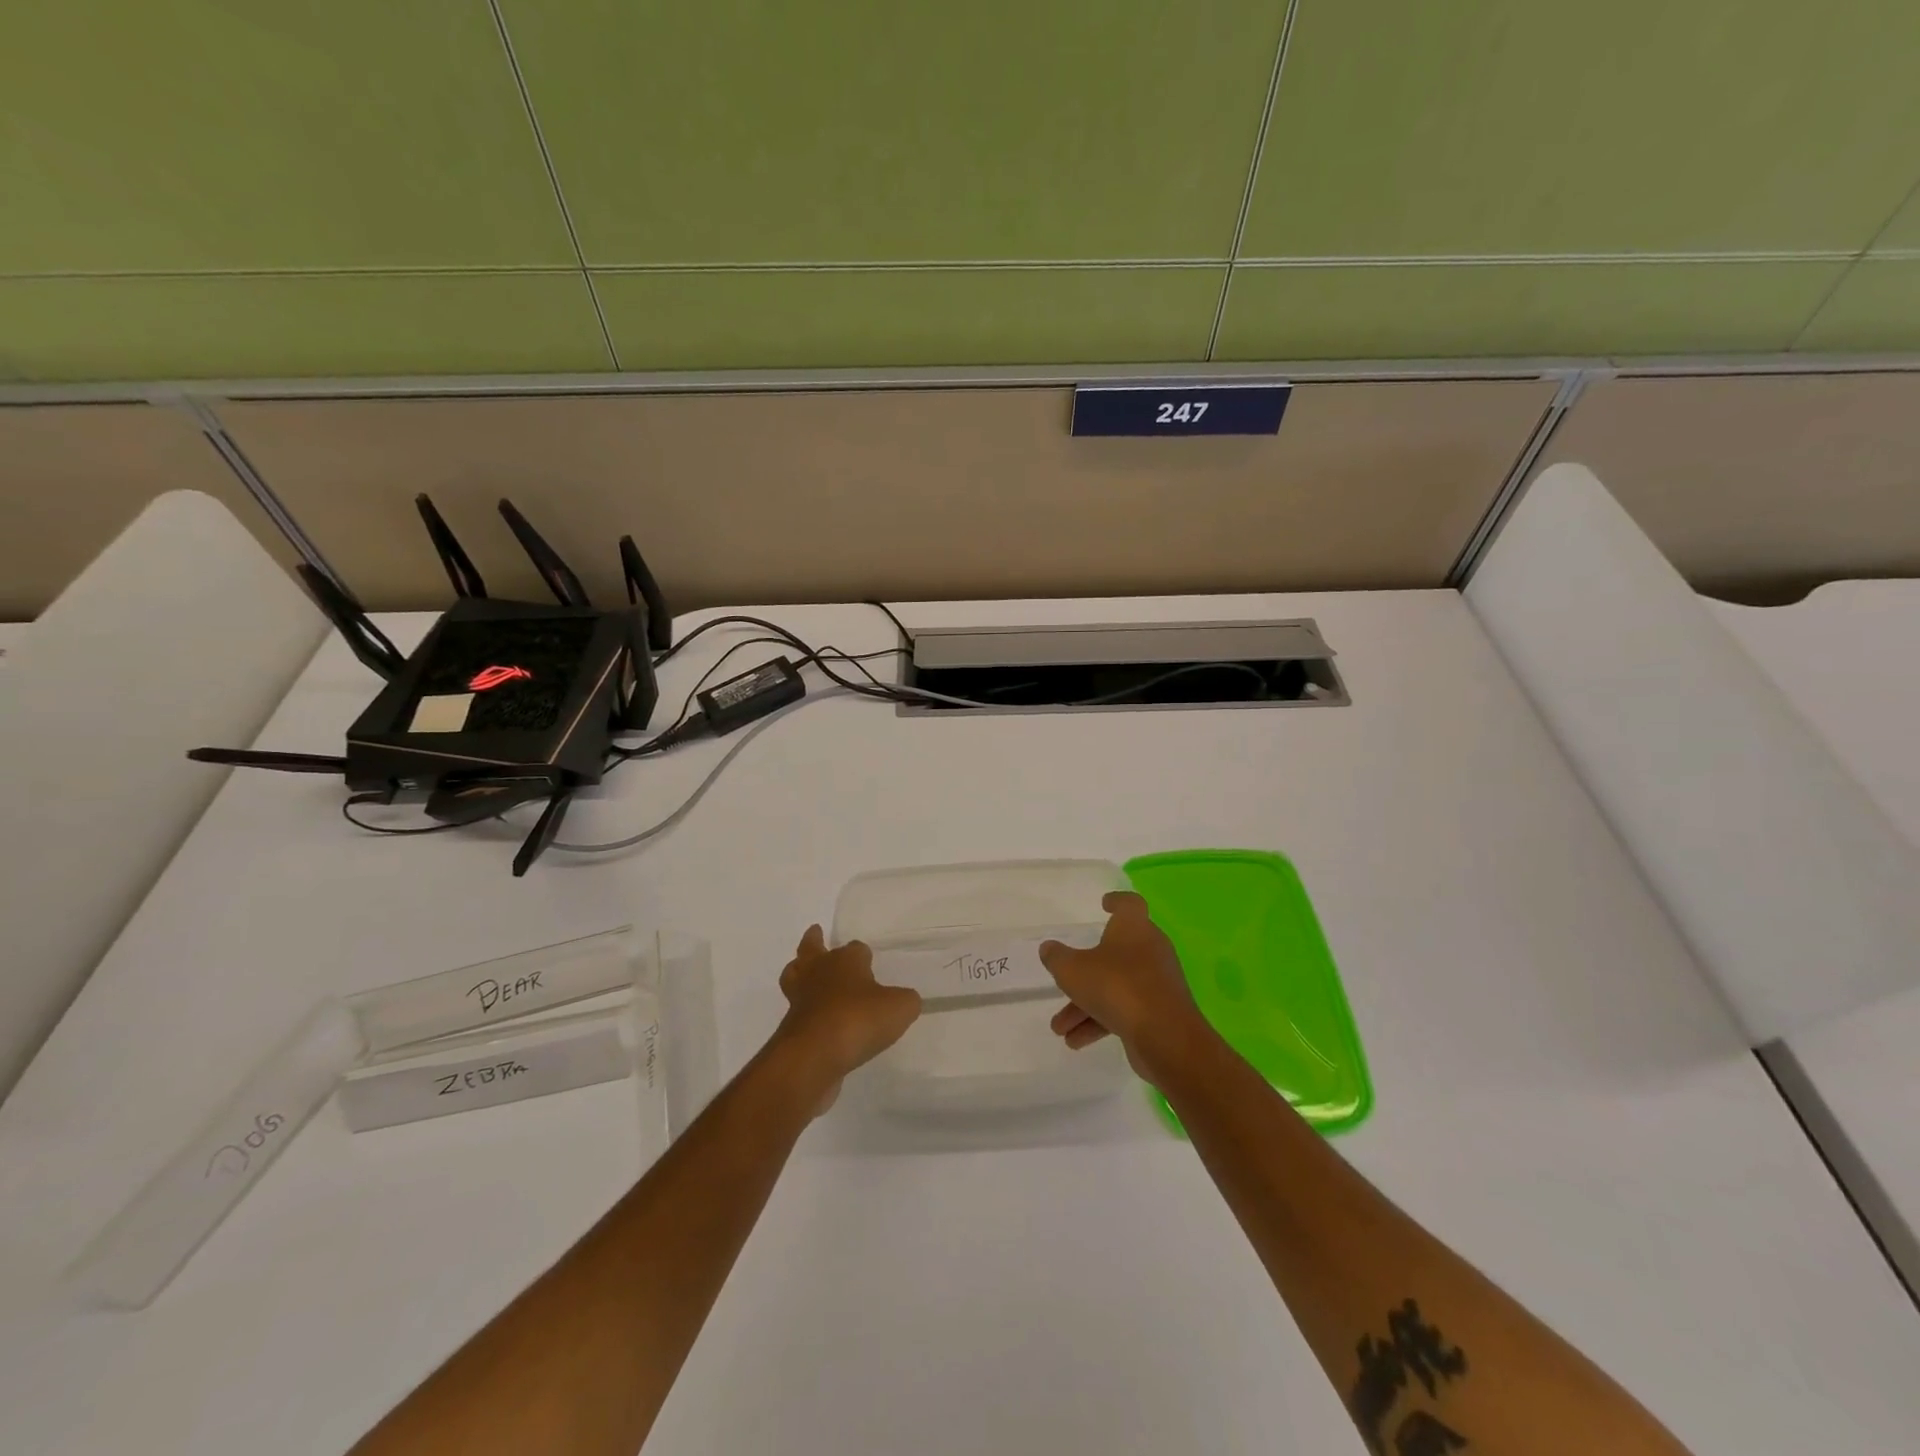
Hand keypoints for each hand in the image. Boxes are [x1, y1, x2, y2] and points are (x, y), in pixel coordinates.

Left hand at [772, 925, 921, 1114]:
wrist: (814, 1055)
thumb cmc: (858, 1019)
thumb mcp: (899, 1008)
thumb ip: (906, 1000)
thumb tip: (905, 1000)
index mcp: (846, 960)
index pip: (855, 948)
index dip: (862, 953)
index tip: (868, 960)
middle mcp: (819, 971)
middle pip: (811, 948)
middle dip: (814, 941)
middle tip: (816, 933)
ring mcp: (801, 997)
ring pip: (794, 974)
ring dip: (799, 971)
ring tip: (804, 972)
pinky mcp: (790, 1025)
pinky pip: (797, 1009)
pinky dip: (804, 1009)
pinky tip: (817, 1018)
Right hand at [1040, 891, 1215, 1081]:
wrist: (1165, 1036)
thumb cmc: (1116, 987)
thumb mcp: (1073, 970)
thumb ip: (1057, 958)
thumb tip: (1049, 949)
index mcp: (1134, 928)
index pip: (1130, 904)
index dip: (1116, 902)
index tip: (1104, 904)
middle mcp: (1150, 949)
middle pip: (1115, 952)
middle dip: (1085, 971)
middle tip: (1064, 981)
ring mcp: (1157, 982)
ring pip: (1116, 986)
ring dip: (1086, 1005)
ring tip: (1059, 1029)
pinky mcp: (1160, 1012)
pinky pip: (1125, 1010)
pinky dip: (1101, 1021)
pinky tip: (1076, 1042)